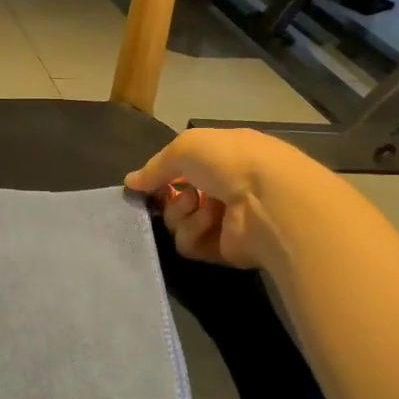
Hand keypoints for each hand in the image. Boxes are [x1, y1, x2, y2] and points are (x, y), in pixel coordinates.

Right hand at [125, 128, 349, 269]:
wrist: (268, 200)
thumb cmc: (230, 161)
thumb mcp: (185, 147)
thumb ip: (155, 166)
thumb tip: (131, 182)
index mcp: (223, 158)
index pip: (185, 169)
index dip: (164, 175)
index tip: (148, 182)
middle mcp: (225, 189)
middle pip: (178, 199)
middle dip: (171, 198)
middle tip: (178, 194)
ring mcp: (226, 221)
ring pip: (180, 224)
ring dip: (182, 215)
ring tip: (199, 206)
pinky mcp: (225, 250)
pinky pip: (190, 246)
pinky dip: (193, 234)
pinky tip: (209, 223)